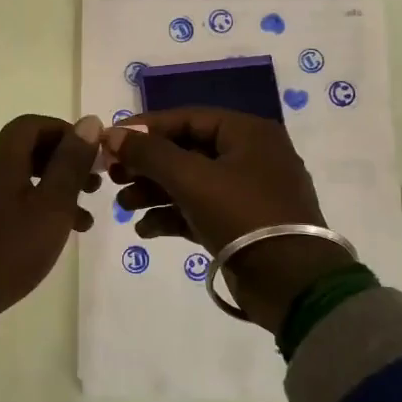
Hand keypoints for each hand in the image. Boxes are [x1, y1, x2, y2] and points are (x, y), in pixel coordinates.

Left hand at [0, 114, 102, 329]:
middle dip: (63, 165)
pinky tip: (48, 237)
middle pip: (25, 152)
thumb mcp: (52, 206)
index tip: (91, 154)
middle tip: (93, 187)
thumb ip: (71, 164)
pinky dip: (31, 209)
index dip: (64, 132)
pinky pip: (4, 203)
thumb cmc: (9, 249)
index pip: (32, 125)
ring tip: (83, 221)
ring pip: (18, 181)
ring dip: (52, 192)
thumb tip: (89, 122)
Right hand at [104, 109, 352, 331]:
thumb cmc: (243, 216)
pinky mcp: (240, 224)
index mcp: (247, 133)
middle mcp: (249, 156)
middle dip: (147, 164)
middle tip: (112, 175)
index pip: (187, 118)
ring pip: (190, 182)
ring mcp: (246, 192)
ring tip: (122, 206)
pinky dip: (172, 216)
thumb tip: (112, 134)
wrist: (292, 284)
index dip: (145, 128)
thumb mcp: (192, 179)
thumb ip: (150, 153)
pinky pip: (199, 210)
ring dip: (154, 192)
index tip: (109, 140)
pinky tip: (145, 230)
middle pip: (186, 150)